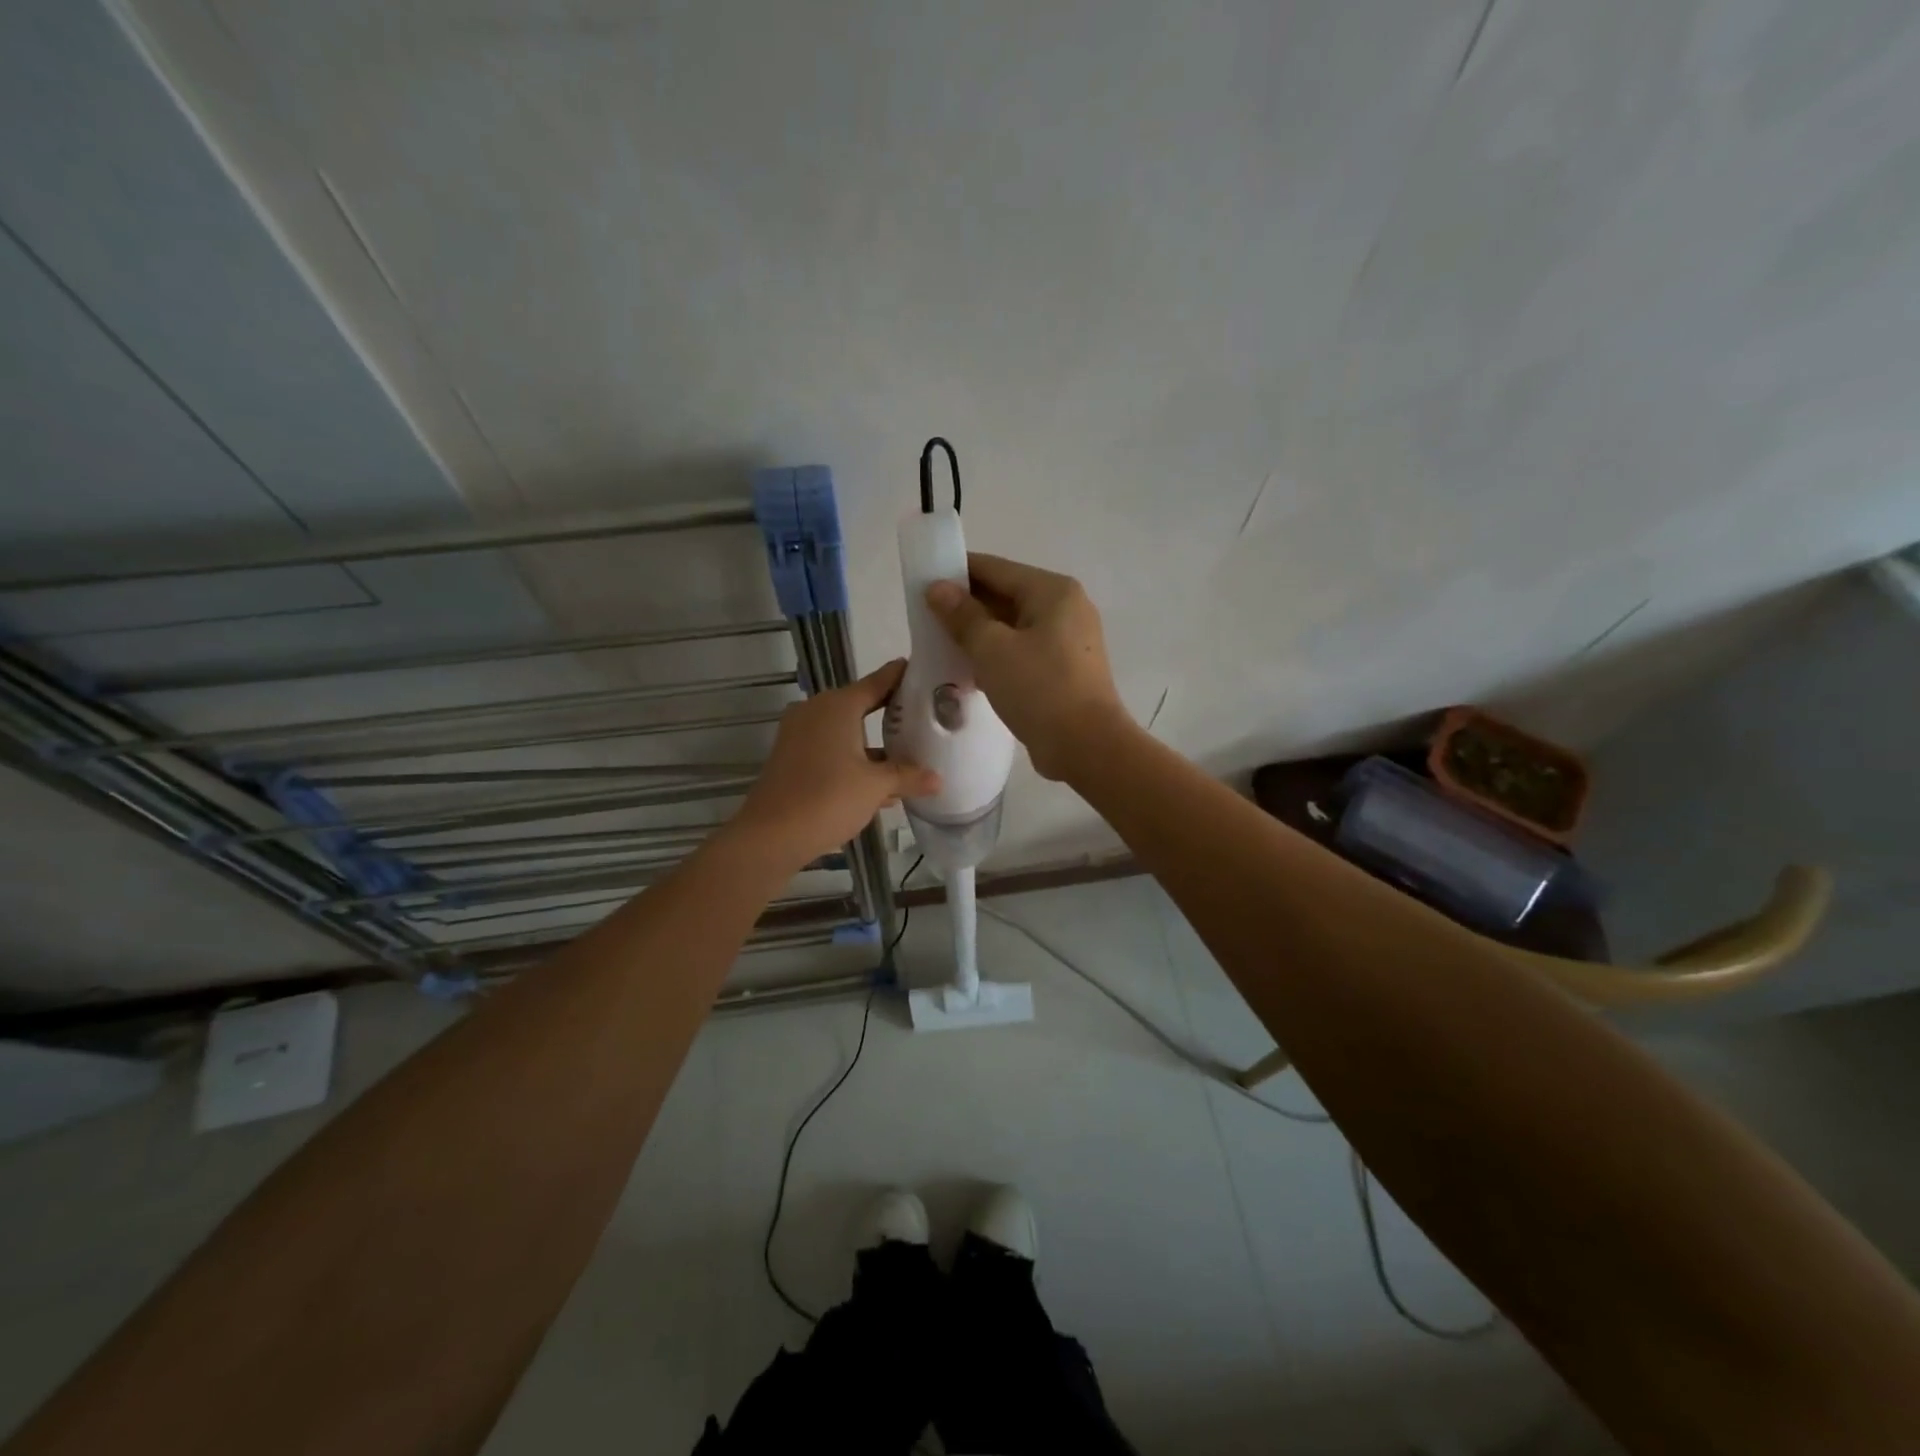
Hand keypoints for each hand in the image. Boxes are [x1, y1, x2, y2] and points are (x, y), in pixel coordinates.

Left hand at [730, 659, 939, 866]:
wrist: (771, 836)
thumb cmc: (827, 799)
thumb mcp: (876, 787)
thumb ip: (908, 777)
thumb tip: (938, 779)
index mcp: (837, 706)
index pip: (878, 681)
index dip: (901, 676)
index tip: (925, 672)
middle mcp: (816, 711)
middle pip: (860, 705)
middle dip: (891, 713)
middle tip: (925, 717)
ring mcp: (800, 735)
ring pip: (845, 731)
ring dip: (873, 743)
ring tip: (910, 753)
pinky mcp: (792, 758)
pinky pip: (831, 750)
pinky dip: (854, 760)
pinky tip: (881, 786)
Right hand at [925, 553, 1128, 780]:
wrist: (1087, 746)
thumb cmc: (1039, 689)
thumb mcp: (992, 649)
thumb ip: (962, 616)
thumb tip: (937, 588)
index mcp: (1053, 591)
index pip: (996, 568)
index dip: (957, 572)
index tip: (923, 582)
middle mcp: (1065, 608)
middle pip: (1006, 596)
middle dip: (966, 606)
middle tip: (926, 619)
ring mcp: (1068, 641)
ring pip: (1013, 627)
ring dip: (979, 635)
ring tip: (941, 645)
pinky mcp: (1064, 670)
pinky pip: (1023, 652)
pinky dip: (997, 656)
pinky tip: (968, 671)